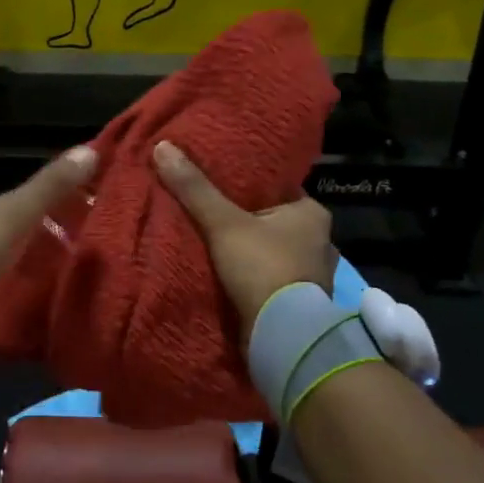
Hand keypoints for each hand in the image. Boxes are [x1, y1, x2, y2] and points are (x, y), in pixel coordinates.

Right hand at [154, 141, 334, 335]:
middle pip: (275, 222)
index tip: (221, 183)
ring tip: (216, 245)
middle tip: (213, 214)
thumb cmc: (263, 268)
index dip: (249, 186)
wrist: (284, 336)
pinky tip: (230, 276)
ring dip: (251, 253)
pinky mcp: (301, 302)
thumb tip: (162, 146)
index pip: (278, 189)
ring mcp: (314, 275)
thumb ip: (195, 189)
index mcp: (313, 213)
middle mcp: (321, 241)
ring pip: (274, 253)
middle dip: (248, 222)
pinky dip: (255, 278)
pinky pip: (273, 280)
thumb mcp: (223, 223)